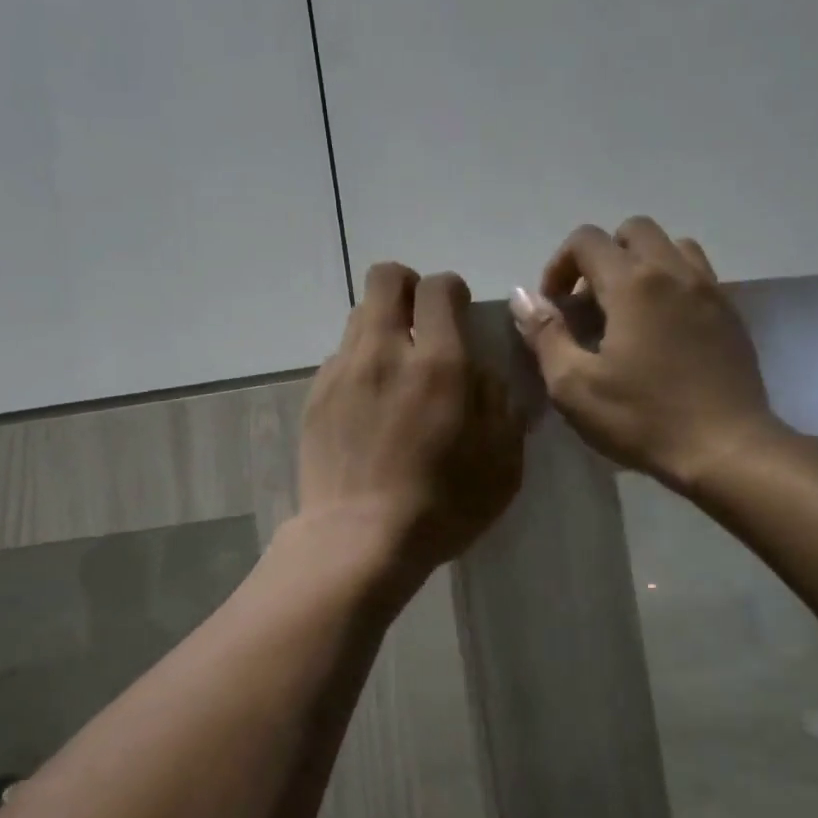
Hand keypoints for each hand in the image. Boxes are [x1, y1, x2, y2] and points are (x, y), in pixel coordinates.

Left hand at [299, 263, 522, 583]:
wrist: (359, 539)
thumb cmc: (442, 506)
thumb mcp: (502, 462)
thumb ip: (499, 403)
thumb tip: (482, 374)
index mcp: (438, 364)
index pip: (439, 287)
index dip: (452, 291)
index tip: (459, 315)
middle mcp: (384, 352)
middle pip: (386, 279)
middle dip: (408, 287)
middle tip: (422, 323)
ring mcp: (342, 372)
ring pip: (358, 317)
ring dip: (381, 328)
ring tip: (394, 370)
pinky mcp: (315, 397)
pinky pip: (339, 359)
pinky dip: (359, 366)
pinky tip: (367, 406)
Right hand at [511, 217, 784, 501]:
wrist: (726, 449)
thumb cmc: (642, 419)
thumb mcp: (574, 386)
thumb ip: (545, 334)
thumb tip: (522, 296)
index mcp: (632, 284)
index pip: (587, 240)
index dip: (559, 265)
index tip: (553, 307)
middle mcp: (674, 272)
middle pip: (633, 231)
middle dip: (601, 258)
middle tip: (588, 305)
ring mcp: (710, 290)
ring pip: (671, 247)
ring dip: (641, 265)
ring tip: (626, 311)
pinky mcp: (731, 314)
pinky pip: (697, 275)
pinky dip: (671, 285)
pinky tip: (661, 330)